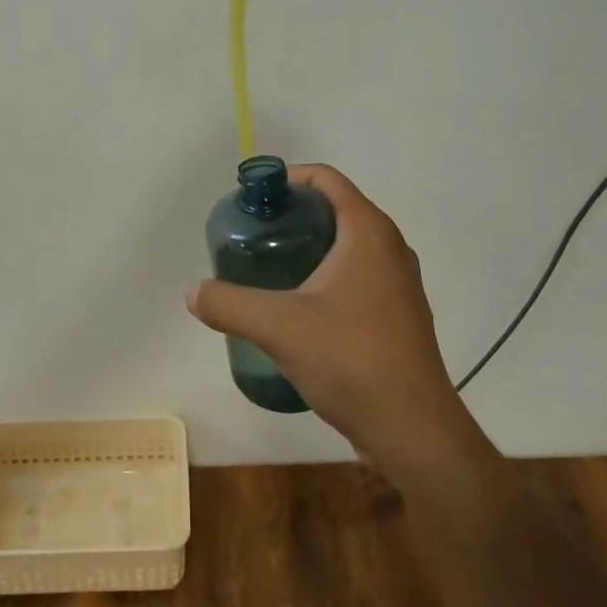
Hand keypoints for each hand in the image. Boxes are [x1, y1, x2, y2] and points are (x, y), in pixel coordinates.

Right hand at [185, 165, 473, 471]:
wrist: (412, 428)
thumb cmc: (350, 359)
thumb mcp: (278, 327)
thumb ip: (229, 304)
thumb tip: (194, 292)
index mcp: (368, 232)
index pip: (327, 179)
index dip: (288, 178)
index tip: (253, 198)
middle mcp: (390, 248)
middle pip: (336, 210)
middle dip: (293, 216)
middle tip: (254, 236)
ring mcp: (398, 284)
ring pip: (348, 247)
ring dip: (309, 248)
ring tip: (268, 270)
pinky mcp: (398, 315)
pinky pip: (357, 277)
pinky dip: (326, 277)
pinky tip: (298, 309)